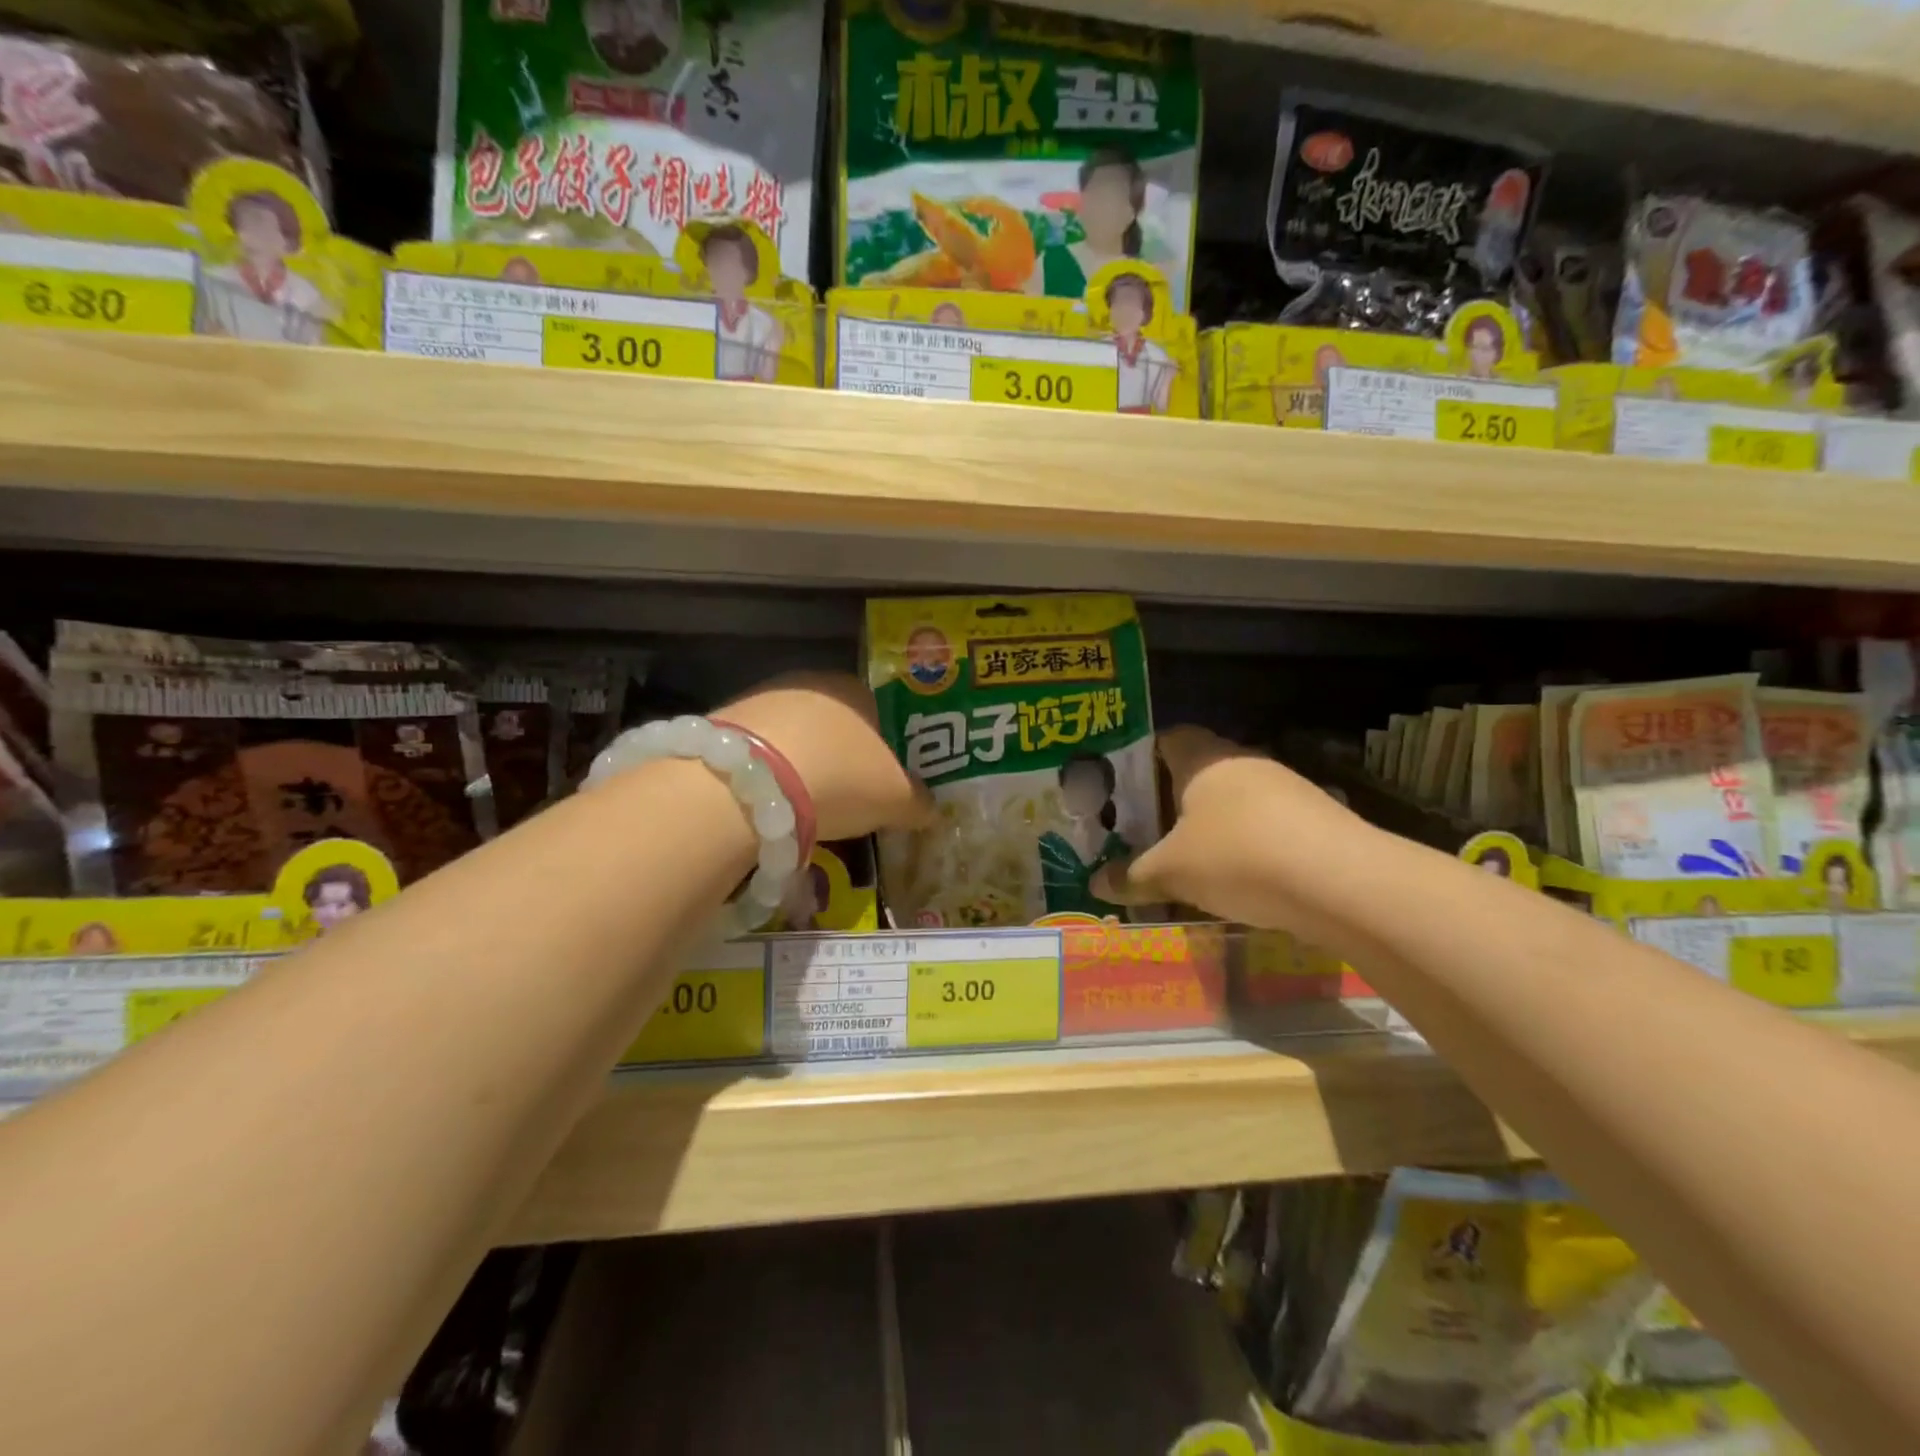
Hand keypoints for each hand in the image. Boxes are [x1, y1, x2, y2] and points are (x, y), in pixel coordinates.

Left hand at [716, 673, 931, 841]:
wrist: (748, 784)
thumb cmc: (839, 778)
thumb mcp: (895, 798)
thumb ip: (918, 801)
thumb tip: (930, 808)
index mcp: (855, 689)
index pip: (880, 714)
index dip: (886, 750)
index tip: (885, 783)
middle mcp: (808, 684)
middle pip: (834, 725)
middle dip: (842, 759)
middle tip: (847, 800)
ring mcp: (761, 700)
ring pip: (794, 737)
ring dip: (802, 767)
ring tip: (806, 809)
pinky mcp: (723, 724)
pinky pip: (759, 753)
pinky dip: (768, 775)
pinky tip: (770, 804)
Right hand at [1092, 727, 1371, 936]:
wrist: (1342, 882)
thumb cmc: (1237, 858)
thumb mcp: (1172, 872)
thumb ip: (1133, 875)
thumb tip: (1096, 883)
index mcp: (1204, 759)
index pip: (1167, 738)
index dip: (1142, 757)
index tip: (1123, 787)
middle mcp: (1245, 761)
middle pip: (1200, 769)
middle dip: (1175, 797)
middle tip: (1149, 829)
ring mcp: (1287, 787)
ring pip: (1237, 798)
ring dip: (1215, 822)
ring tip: (1193, 859)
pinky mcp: (1318, 816)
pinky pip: (1268, 823)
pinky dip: (1250, 843)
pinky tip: (1242, 877)